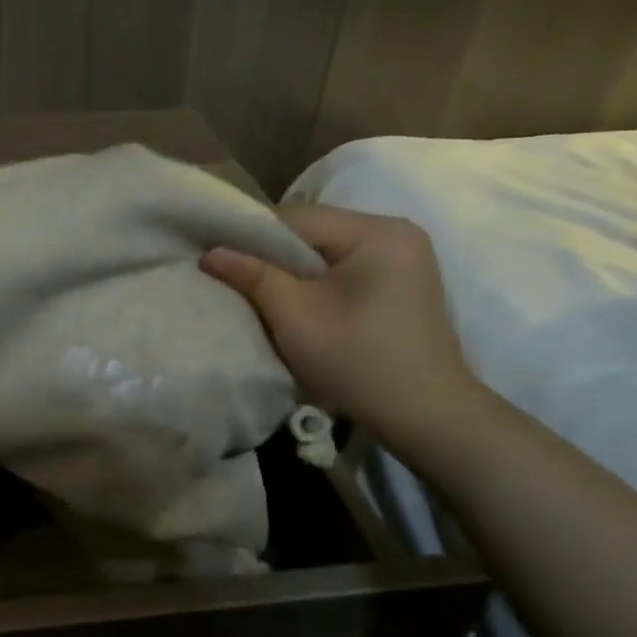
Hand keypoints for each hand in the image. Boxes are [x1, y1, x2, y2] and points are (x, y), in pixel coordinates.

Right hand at [201, 205, 482, 449]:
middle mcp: (395, 232)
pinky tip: (299, 303)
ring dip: (292, 269)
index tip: (219, 260)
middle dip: (272, 254)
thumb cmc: (358, 362)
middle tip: (235, 278)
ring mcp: (403, 257)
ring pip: (325, 250)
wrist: (427, 416)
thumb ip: (253, 276)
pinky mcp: (401, 281)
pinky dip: (315, 280)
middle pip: (313, 232)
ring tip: (262, 293)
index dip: (252, 237)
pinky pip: (343, 267)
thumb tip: (209, 252)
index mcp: (377, 232)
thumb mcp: (295, 317)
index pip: (297, 219)